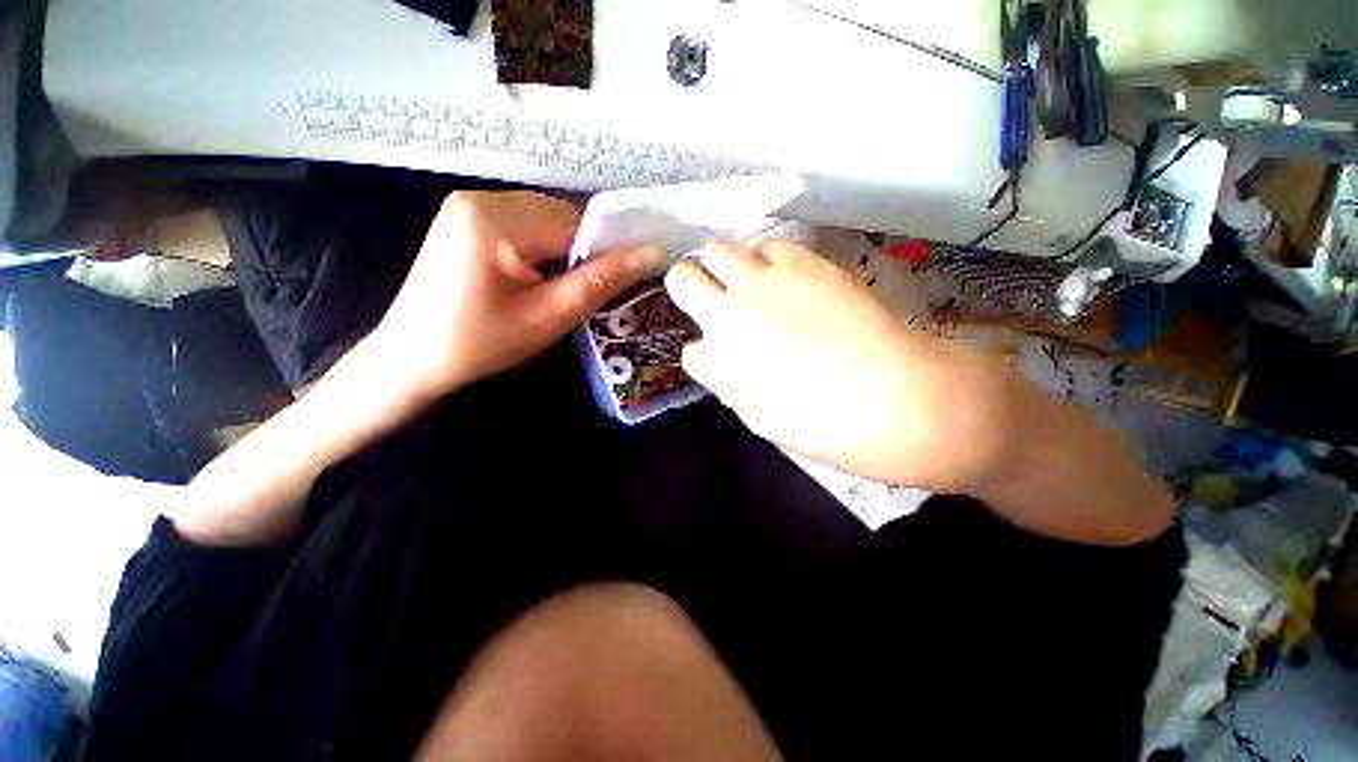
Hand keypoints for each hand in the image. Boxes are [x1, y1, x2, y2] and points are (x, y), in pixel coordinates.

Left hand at [369, 191, 661, 402]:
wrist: (412, 359)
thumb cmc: (481, 344)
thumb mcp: (549, 317)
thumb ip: (601, 281)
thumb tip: (651, 253)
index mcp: (496, 220)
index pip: (577, 223)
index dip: (604, 252)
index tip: (615, 283)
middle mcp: (480, 198)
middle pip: (561, 216)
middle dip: (579, 253)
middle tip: (577, 293)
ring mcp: (468, 205)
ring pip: (545, 219)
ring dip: (561, 252)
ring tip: (552, 289)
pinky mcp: (465, 218)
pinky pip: (524, 224)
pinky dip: (540, 248)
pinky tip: (531, 278)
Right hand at [664, 240, 1012, 491]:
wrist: (897, 398)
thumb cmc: (827, 427)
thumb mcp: (762, 421)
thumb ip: (733, 387)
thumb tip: (729, 367)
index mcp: (716, 362)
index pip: (691, 351)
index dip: (709, 355)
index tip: (727, 360)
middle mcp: (727, 313)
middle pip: (681, 278)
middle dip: (689, 287)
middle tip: (711, 296)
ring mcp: (762, 281)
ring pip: (716, 249)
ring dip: (721, 265)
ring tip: (744, 279)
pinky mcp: (801, 261)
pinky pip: (766, 245)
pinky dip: (763, 257)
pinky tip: (780, 273)